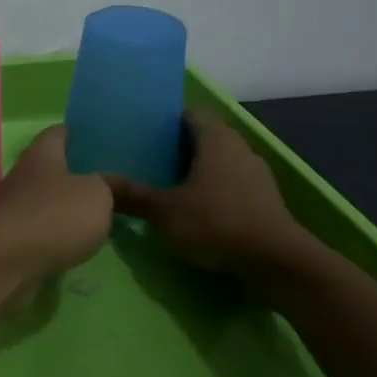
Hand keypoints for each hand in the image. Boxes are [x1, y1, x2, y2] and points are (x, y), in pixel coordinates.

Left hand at [0, 125, 113, 288]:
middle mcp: (22, 175)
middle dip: (73, 173)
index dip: (77, 133)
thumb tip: (114, 185)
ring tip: (94, 214)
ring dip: (64, 205)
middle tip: (105, 181)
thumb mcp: (98, 195)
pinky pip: (38, 227)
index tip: (96, 138)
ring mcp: (12, 207)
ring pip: (43, 199)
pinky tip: (74, 241)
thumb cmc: (55, 215)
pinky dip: (55, 231)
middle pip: (49, 167)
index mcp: (41, 154)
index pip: (57, 133)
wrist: (7, 262)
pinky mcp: (10, 237)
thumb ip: (111, 187)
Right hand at [105, 107, 316, 274]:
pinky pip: (231, 185)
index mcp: (216, 139)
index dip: (165, 119)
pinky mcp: (264, 201)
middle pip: (203, 137)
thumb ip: (132, 196)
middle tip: (144, 160)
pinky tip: (193, 210)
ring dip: (195, 170)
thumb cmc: (217, 223)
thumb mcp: (164, 211)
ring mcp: (256, 175)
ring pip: (218, 162)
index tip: (141, 132)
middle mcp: (239, 148)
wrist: (277, 264)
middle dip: (176, 147)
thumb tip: (99, 183)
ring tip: (164, 185)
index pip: (189, 113)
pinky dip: (212, 191)